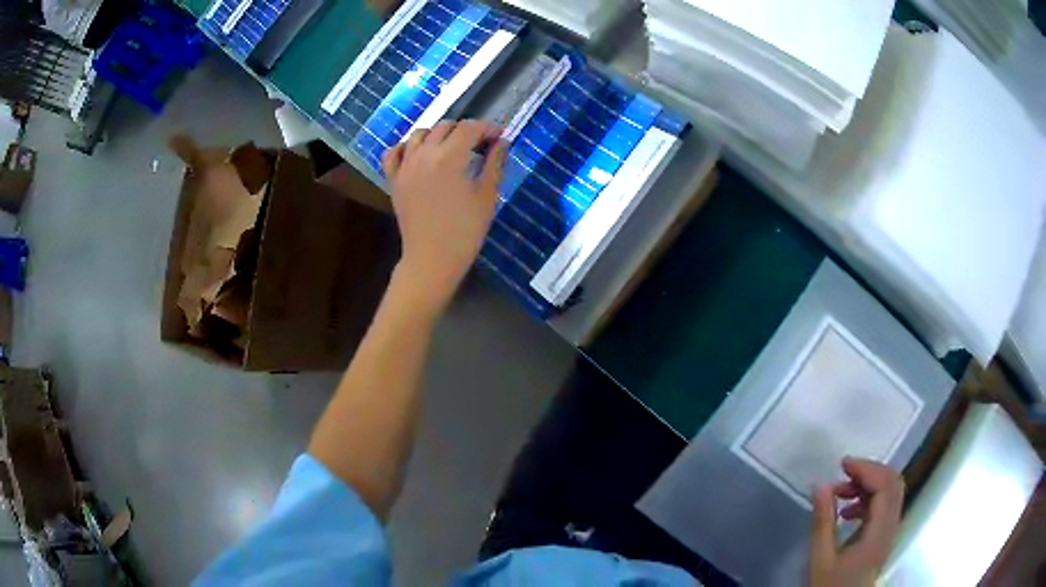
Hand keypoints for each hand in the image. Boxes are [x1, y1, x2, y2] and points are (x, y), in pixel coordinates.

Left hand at [382, 120, 506, 314]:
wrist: (432, 260)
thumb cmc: (465, 232)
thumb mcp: (487, 197)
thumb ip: (495, 164)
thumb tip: (501, 142)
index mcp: (450, 157)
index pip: (470, 128)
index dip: (487, 128)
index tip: (498, 138)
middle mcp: (424, 155)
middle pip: (445, 126)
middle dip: (464, 130)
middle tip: (478, 146)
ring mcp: (405, 166)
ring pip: (419, 134)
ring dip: (437, 135)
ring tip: (450, 149)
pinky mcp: (394, 179)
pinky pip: (394, 152)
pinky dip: (406, 147)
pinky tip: (418, 155)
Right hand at [810, 457, 904, 586]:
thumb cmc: (830, 586)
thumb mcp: (820, 559)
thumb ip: (822, 522)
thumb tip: (821, 484)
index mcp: (879, 532)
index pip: (884, 486)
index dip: (867, 469)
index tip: (842, 464)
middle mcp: (891, 526)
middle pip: (893, 483)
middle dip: (870, 471)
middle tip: (844, 472)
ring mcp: (890, 531)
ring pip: (890, 493)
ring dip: (869, 484)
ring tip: (841, 492)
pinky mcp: (884, 537)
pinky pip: (885, 506)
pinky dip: (869, 498)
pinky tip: (847, 511)